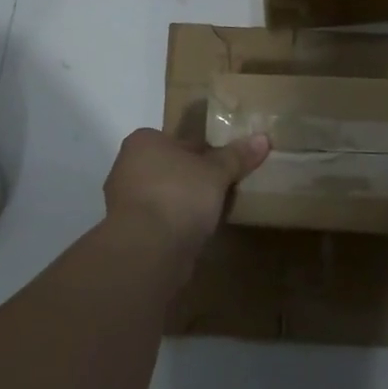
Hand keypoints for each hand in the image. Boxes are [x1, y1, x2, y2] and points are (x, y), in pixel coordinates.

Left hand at [103, 127, 269, 260]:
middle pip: (170, 168)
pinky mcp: (127, 233)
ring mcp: (123, 203)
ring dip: (183, 204)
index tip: (223, 166)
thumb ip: (237, 156)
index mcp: (143, 142)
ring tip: (214, 213)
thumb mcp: (216, 172)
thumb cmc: (178, 195)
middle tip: (223, 188)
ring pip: (164, 196)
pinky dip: (175, 226)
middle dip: (193, 178)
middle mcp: (127, 167)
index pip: (179, 141)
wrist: (147, 250)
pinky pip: (159, 221)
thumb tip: (263, 138)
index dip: (204, 152)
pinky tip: (196, 234)